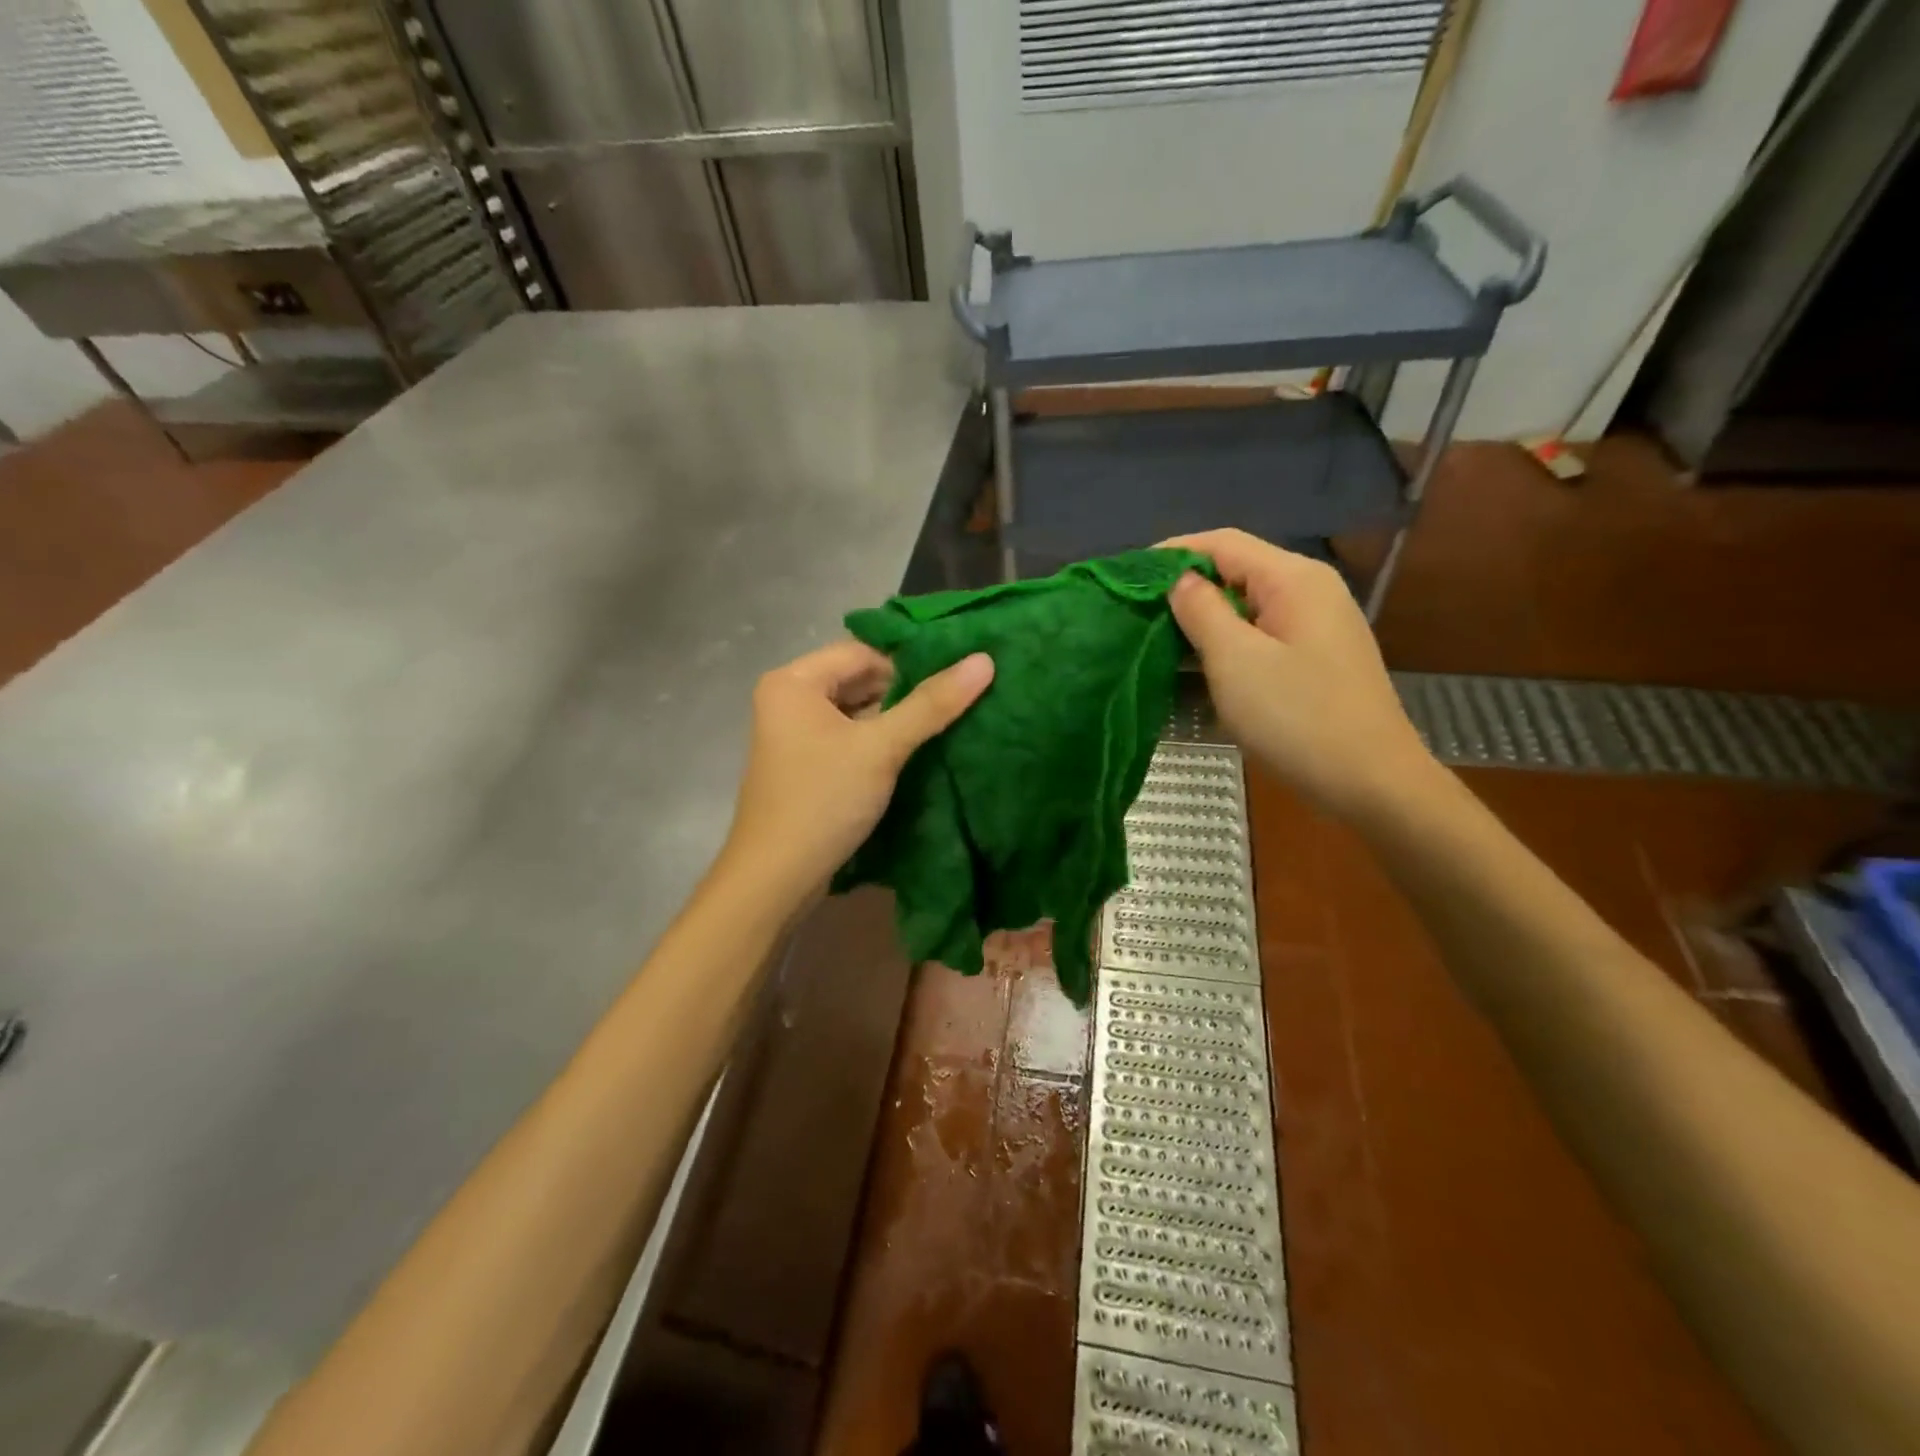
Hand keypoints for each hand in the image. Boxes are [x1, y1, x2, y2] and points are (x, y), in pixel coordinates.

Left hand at [719, 640, 993, 904]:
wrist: (775, 878)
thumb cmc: (823, 800)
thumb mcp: (881, 748)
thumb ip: (931, 704)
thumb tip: (984, 660)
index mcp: (794, 681)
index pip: (862, 652)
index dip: (909, 663)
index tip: (953, 679)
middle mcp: (788, 698)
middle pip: (858, 679)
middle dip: (904, 692)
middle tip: (956, 702)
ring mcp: (794, 733)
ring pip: (856, 711)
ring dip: (895, 719)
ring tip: (944, 724)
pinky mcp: (805, 763)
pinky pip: (848, 737)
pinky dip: (878, 741)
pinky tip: (914, 751)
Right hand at [1164, 529, 1435, 820]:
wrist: (1371, 783)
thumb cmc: (1297, 717)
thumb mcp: (1235, 660)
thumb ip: (1202, 611)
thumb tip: (1181, 580)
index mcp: (1293, 579)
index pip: (1222, 543)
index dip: (1172, 553)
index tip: (1129, 577)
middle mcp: (1309, 591)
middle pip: (1235, 572)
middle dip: (1184, 589)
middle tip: (1136, 614)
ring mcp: (1316, 627)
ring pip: (1245, 608)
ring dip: (1201, 621)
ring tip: (1155, 642)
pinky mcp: (1314, 660)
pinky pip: (1259, 637)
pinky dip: (1224, 645)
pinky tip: (1195, 669)